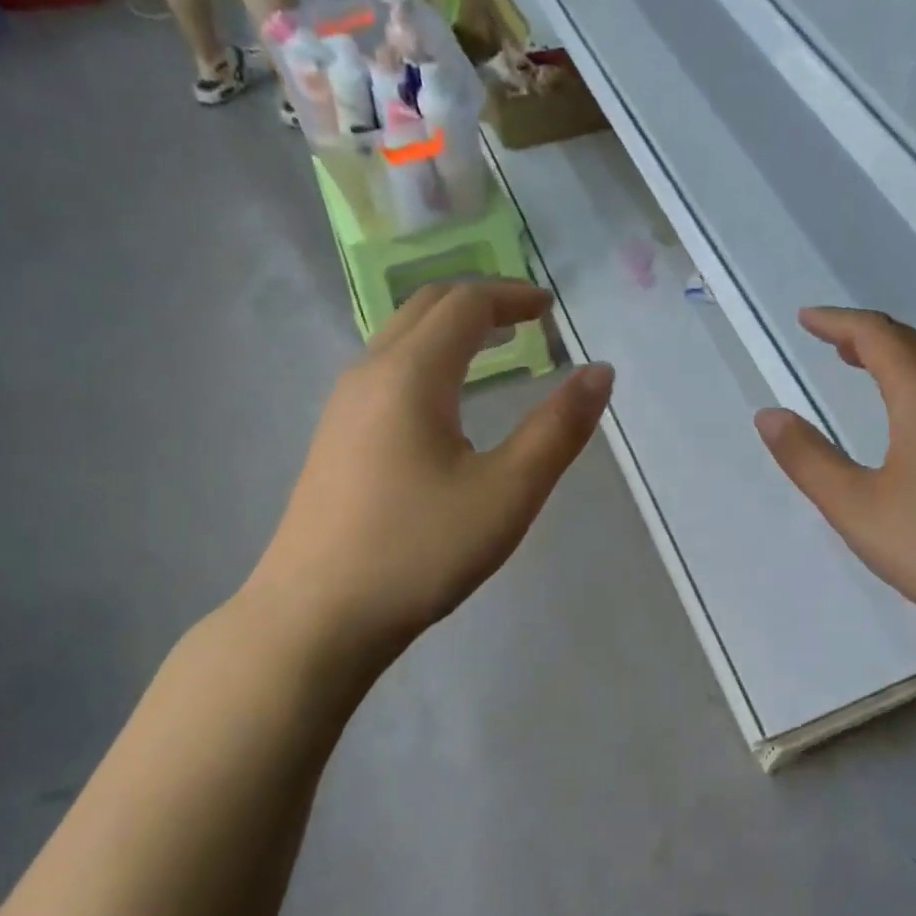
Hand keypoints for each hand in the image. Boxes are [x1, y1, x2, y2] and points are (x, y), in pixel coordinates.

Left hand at [242, 279, 611, 685]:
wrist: (315, 618)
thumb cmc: (419, 551)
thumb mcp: (507, 492)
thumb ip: (558, 428)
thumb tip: (600, 372)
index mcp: (410, 375)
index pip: (465, 304)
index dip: (511, 296)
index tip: (551, 310)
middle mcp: (369, 374)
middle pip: (426, 307)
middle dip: (481, 301)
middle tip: (529, 319)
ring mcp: (343, 406)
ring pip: (401, 337)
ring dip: (452, 328)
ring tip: (496, 349)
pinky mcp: (335, 438)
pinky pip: (387, 369)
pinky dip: (429, 358)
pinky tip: (447, 400)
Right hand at [755, 307, 915, 658]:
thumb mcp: (856, 507)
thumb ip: (807, 458)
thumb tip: (768, 415)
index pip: (877, 335)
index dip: (836, 322)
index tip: (804, 318)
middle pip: (910, 343)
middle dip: (864, 335)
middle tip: (826, 338)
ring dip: (893, 357)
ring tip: (859, 364)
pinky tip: (908, 414)